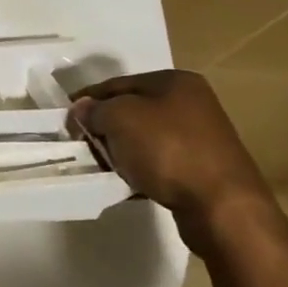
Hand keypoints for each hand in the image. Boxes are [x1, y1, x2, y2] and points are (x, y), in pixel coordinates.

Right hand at [67, 70, 269, 233]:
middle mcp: (190, 103)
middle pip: (130, 110)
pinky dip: (138, 170)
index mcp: (174, 81)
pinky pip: (157, 162)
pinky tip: (126, 184)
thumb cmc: (167, 149)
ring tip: (102, 168)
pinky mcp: (200, 167)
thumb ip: (94, 110)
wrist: (221, 205)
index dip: (88, 100)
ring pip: (142, 138)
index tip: (65, 122)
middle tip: (82, 146)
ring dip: (119, 151)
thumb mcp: (120, 119)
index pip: (117, 84)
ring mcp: (198, 136)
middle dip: (103, 128)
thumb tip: (82, 109)